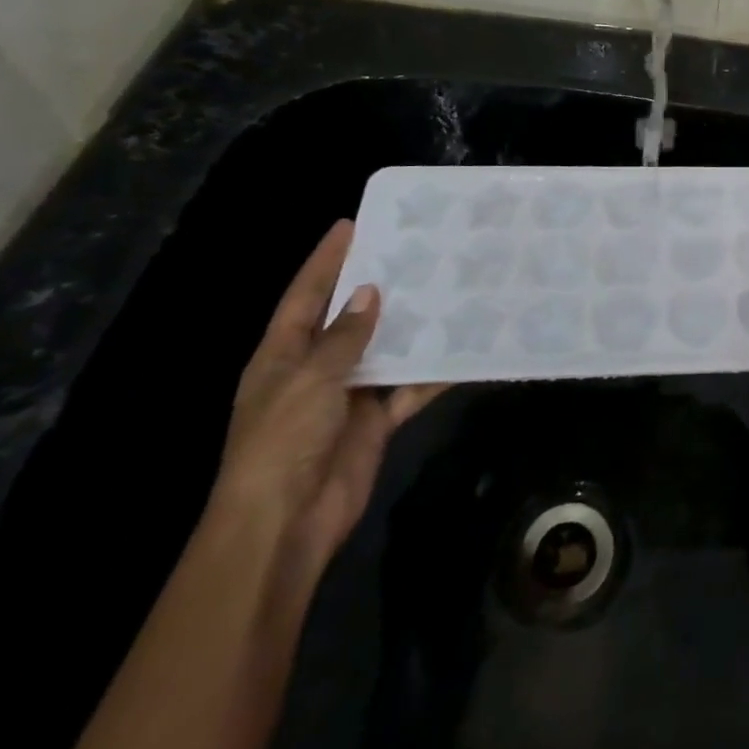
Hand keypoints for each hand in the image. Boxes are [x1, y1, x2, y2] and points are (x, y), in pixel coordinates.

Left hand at [210, 221, 445, 588]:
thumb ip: (343, 337)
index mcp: (283, 355)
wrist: (286, 525)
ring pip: (386, 349)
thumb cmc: (283, 443)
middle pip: (350, 318)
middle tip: (418, 250)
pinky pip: (410, 388)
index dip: (326, 260)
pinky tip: (465, 350)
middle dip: (378, 287)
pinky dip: (434, 373)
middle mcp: (315, 369)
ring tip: (450, 288)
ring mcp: (347, 396)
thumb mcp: (309, 380)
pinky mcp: (375, 420)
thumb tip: (370, 292)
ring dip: (413, 327)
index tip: (353, 224)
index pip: (306, 295)